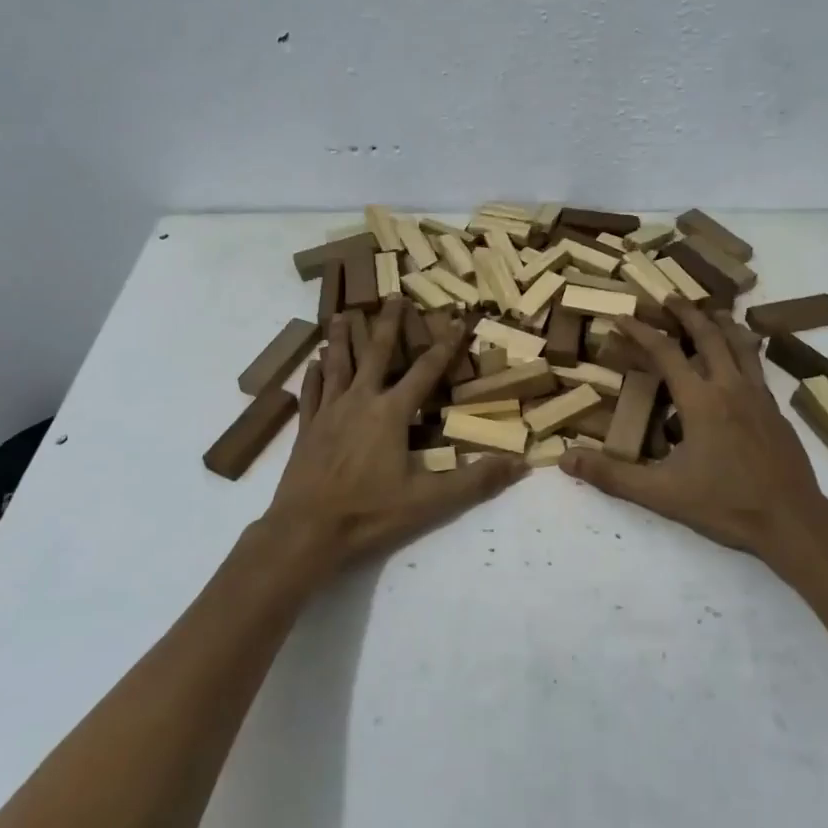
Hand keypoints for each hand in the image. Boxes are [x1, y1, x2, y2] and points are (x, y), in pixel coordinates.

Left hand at [260, 297, 526, 576]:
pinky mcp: (306, 429)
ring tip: (341, 314)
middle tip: (393, 296)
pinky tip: (313, 363)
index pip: (425, 371)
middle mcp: (359, 401)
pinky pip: (311, 393)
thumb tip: (520, 463)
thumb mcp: (430, 501)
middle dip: (387, 324)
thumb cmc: (370, 513)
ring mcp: (328, 413)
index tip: (456, 320)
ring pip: (337, 365)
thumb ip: (475, 481)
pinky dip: (314, 375)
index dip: (444, 345)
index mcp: (391, 413)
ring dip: (341, 338)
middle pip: (374, 353)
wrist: (306, 531)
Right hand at [560, 297, 827, 564]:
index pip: (666, 352)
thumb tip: (566, 460)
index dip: (640, 331)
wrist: (793, 521)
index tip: (620, 316)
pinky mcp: (776, 410)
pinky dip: (743, 348)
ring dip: (720, 323)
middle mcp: (731, 387)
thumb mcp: (662, 494)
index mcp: (701, 401)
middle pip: (709, 334)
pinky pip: (757, 365)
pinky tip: (739, 359)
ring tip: (709, 311)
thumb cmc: (725, 505)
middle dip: (685, 312)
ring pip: (740, 343)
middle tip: (667, 296)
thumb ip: (613, 476)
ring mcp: (759, 396)